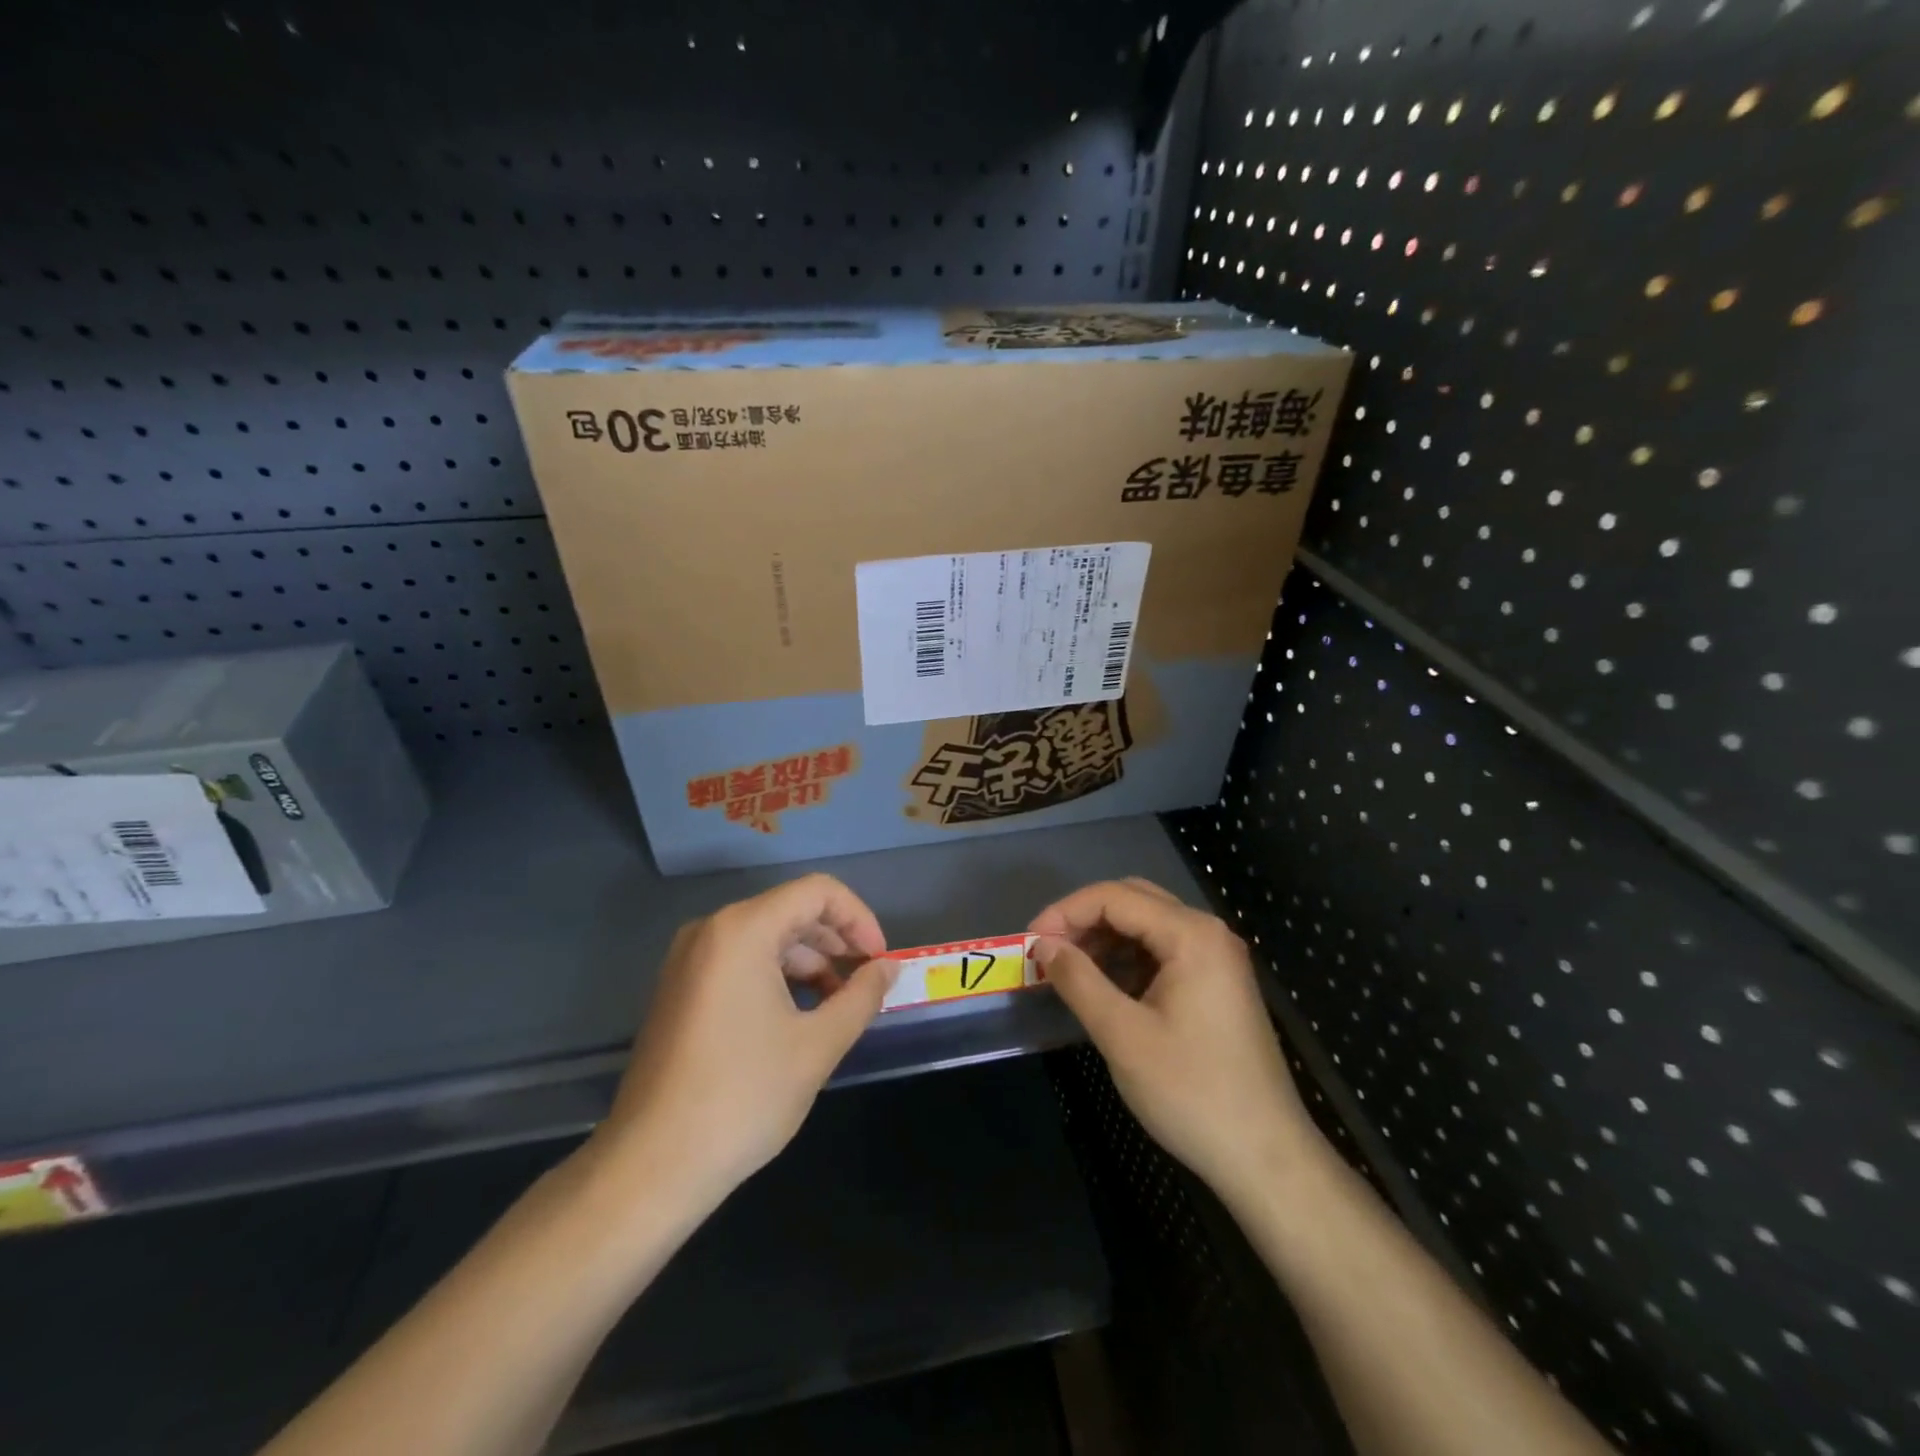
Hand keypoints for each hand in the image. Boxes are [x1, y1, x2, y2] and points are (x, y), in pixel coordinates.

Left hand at [589, 874, 895, 1209]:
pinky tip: (799, 1018)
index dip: (859, 918)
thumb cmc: (742, 1097)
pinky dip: (778, 978)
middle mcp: (711, 931)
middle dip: (837, 941)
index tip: (880, 961)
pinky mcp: (680, 990)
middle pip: (791, 911)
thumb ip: (861, 996)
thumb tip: (888, 968)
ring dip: (810, 962)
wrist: (650, 1167)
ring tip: (838, 1006)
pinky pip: (741, 962)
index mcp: (742, 930)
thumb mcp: (817, 1045)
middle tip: (867, 982)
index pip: (818, 892)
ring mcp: (689, 960)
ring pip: (767, 938)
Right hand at [1031, 878, 1315, 1202]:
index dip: (1065, 912)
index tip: (1029, 944)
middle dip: (1084, 919)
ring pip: (1147, 925)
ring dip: (1104, 938)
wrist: (1266, 1158)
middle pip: (1133, 901)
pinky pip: (1162, 952)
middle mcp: (1208, 933)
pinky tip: (1104, 987)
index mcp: (1191, 935)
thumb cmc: (1192, 1092)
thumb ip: (1078, 980)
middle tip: (1046, 952)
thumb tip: (1042, 945)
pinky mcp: (1216, 985)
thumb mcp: (1123, 1035)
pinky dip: (1127, 959)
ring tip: (1067, 970)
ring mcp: (1217, 959)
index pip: (1115, 897)